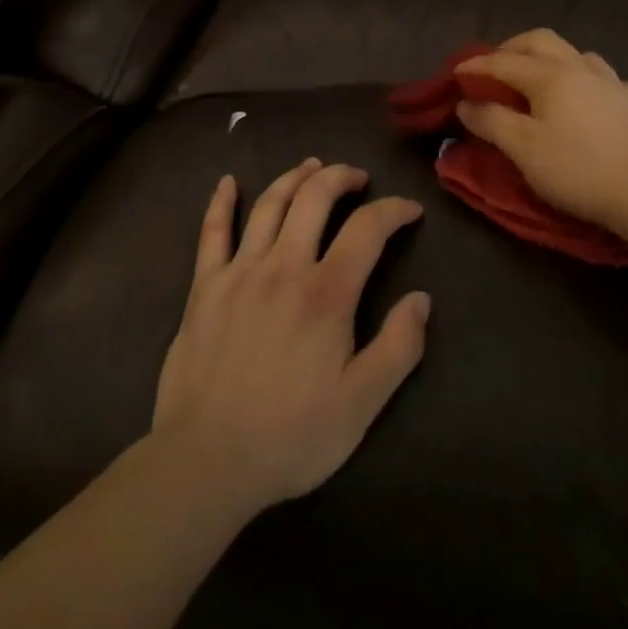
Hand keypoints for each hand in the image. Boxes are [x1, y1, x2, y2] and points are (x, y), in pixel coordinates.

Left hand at [152, 160, 429, 516]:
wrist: (206, 461)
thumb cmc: (291, 436)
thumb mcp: (361, 405)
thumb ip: (398, 348)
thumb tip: (421, 299)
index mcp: (326, 293)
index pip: (368, 228)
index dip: (394, 210)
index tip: (410, 209)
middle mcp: (284, 266)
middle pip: (315, 197)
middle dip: (342, 176)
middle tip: (358, 178)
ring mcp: (240, 271)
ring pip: (270, 203)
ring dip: (295, 177)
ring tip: (313, 167)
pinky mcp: (205, 285)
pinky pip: (212, 231)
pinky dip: (221, 201)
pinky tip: (228, 181)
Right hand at [458, 30, 627, 235]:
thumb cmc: (577, 169)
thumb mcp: (523, 149)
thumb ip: (491, 121)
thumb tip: (465, 103)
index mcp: (549, 75)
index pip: (503, 61)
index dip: (477, 65)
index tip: (456, 73)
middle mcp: (581, 67)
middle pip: (541, 40)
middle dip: (513, 47)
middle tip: (496, 64)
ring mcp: (614, 82)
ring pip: (578, 54)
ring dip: (553, 59)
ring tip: (543, 79)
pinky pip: (610, 79)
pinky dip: (591, 82)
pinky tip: (592, 99)